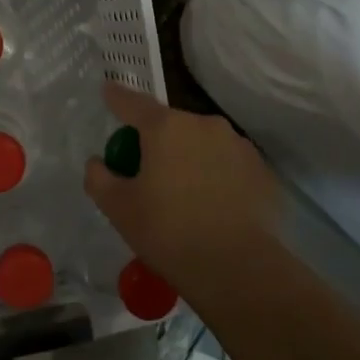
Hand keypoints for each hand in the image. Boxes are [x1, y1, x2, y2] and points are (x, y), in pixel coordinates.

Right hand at [83, 83, 279, 293]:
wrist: (238, 268)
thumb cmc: (169, 233)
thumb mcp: (118, 209)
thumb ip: (100, 178)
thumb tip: (98, 162)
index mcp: (166, 128)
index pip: (133, 103)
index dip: (117, 98)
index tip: (108, 91)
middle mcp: (204, 125)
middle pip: (171, 125)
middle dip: (157, 142)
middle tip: (147, 174)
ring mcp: (238, 145)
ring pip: (203, 144)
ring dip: (190, 158)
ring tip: (185, 196)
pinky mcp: (262, 170)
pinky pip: (228, 165)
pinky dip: (217, 176)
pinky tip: (214, 207)